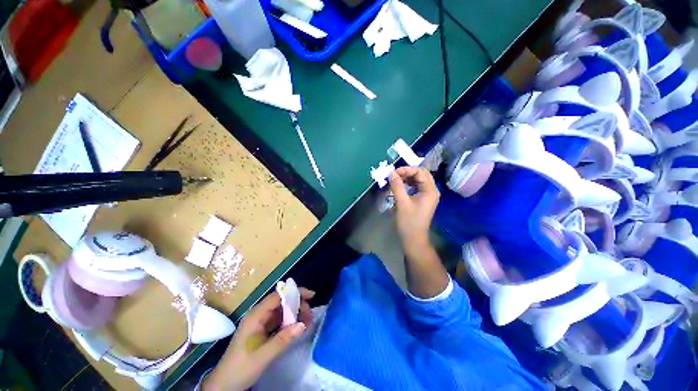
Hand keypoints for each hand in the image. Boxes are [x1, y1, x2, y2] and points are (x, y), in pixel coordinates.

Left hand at [203, 288, 314, 390]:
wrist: (224, 385)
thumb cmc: (241, 368)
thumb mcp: (263, 355)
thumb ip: (283, 339)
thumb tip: (303, 324)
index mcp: (256, 315)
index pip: (278, 296)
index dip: (295, 293)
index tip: (311, 295)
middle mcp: (258, 315)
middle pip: (281, 302)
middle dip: (297, 305)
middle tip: (309, 315)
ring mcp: (260, 323)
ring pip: (281, 311)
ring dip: (295, 314)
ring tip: (307, 321)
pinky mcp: (262, 331)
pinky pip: (279, 321)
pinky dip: (289, 322)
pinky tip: (297, 327)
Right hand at [388, 167, 439, 253]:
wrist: (413, 239)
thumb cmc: (409, 221)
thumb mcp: (402, 202)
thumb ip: (397, 186)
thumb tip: (391, 173)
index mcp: (430, 190)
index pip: (420, 172)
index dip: (407, 170)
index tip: (393, 173)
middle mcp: (432, 191)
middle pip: (421, 174)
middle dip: (407, 173)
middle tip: (394, 175)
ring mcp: (428, 195)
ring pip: (419, 180)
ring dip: (407, 178)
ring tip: (395, 180)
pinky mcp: (423, 199)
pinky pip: (417, 187)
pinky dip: (408, 184)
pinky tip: (400, 186)